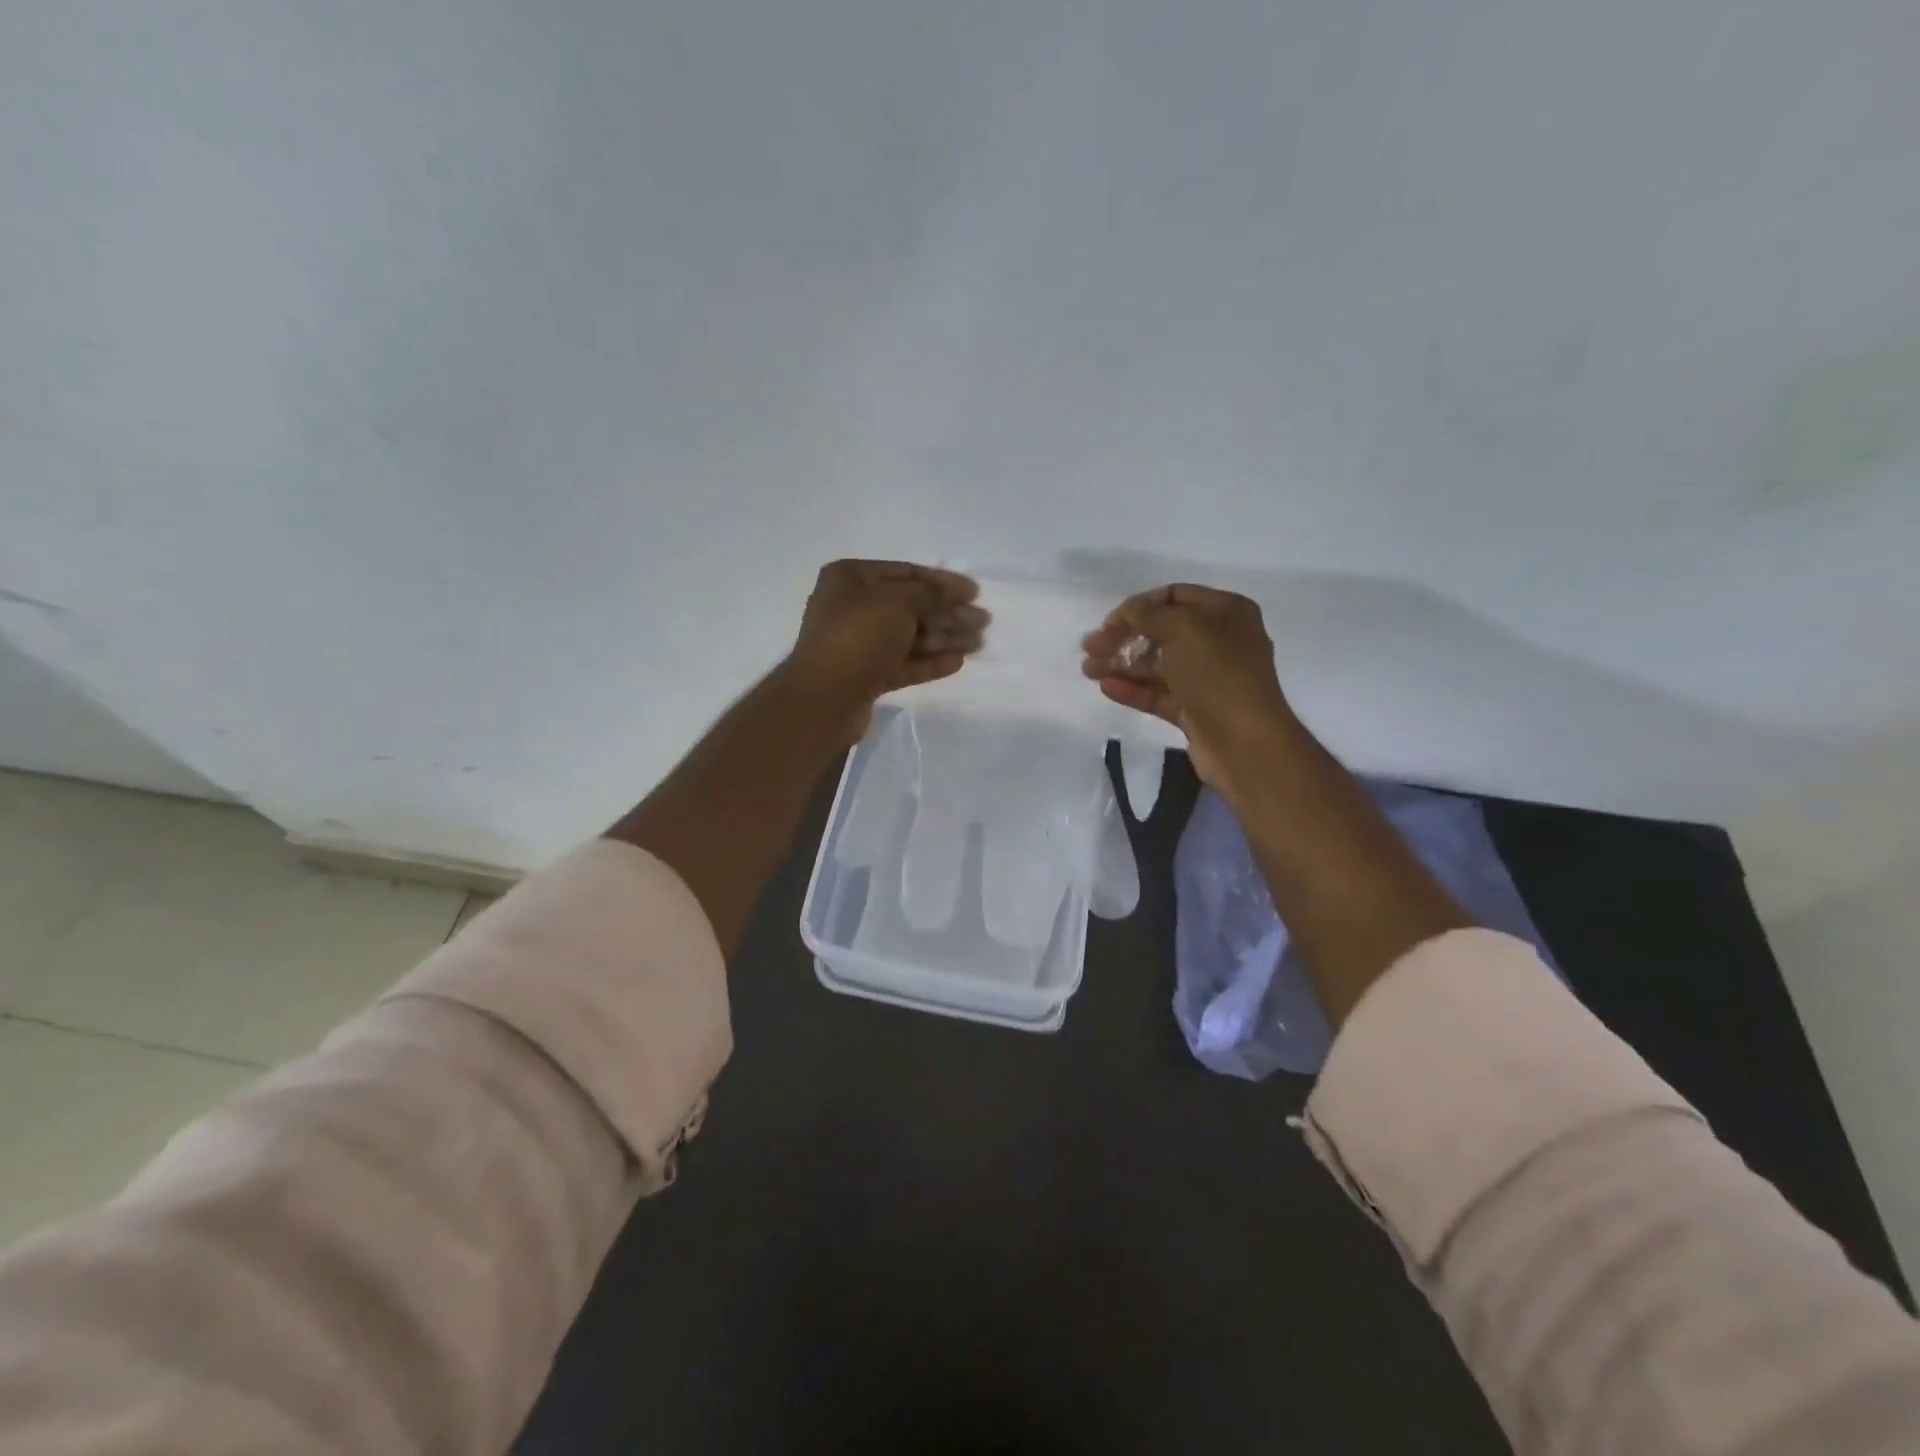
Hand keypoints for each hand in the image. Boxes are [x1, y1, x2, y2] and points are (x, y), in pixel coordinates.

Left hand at [788, 559, 987, 734]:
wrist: (825, 698)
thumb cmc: (859, 636)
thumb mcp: (899, 602)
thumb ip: (931, 595)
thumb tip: (953, 597)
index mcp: (851, 578)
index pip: (906, 573)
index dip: (943, 581)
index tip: (974, 592)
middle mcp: (852, 607)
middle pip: (911, 606)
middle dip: (948, 613)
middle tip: (984, 621)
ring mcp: (858, 643)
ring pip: (909, 636)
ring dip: (944, 638)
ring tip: (978, 644)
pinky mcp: (866, 676)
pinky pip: (903, 663)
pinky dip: (929, 661)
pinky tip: (957, 662)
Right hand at [1081, 584, 1297, 798]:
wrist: (1245, 743)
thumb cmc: (1218, 674)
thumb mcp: (1184, 630)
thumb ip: (1148, 615)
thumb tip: (1128, 612)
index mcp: (1226, 612)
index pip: (1174, 596)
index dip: (1139, 606)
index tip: (1109, 622)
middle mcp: (1219, 641)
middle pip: (1162, 631)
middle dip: (1123, 637)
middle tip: (1090, 647)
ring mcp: (1207, 678)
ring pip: (1157, 665)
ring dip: (1121, 664)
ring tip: (1088, 669)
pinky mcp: (1194, 710)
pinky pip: (1158, 694)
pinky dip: (1133, 689)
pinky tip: (1106, 687)